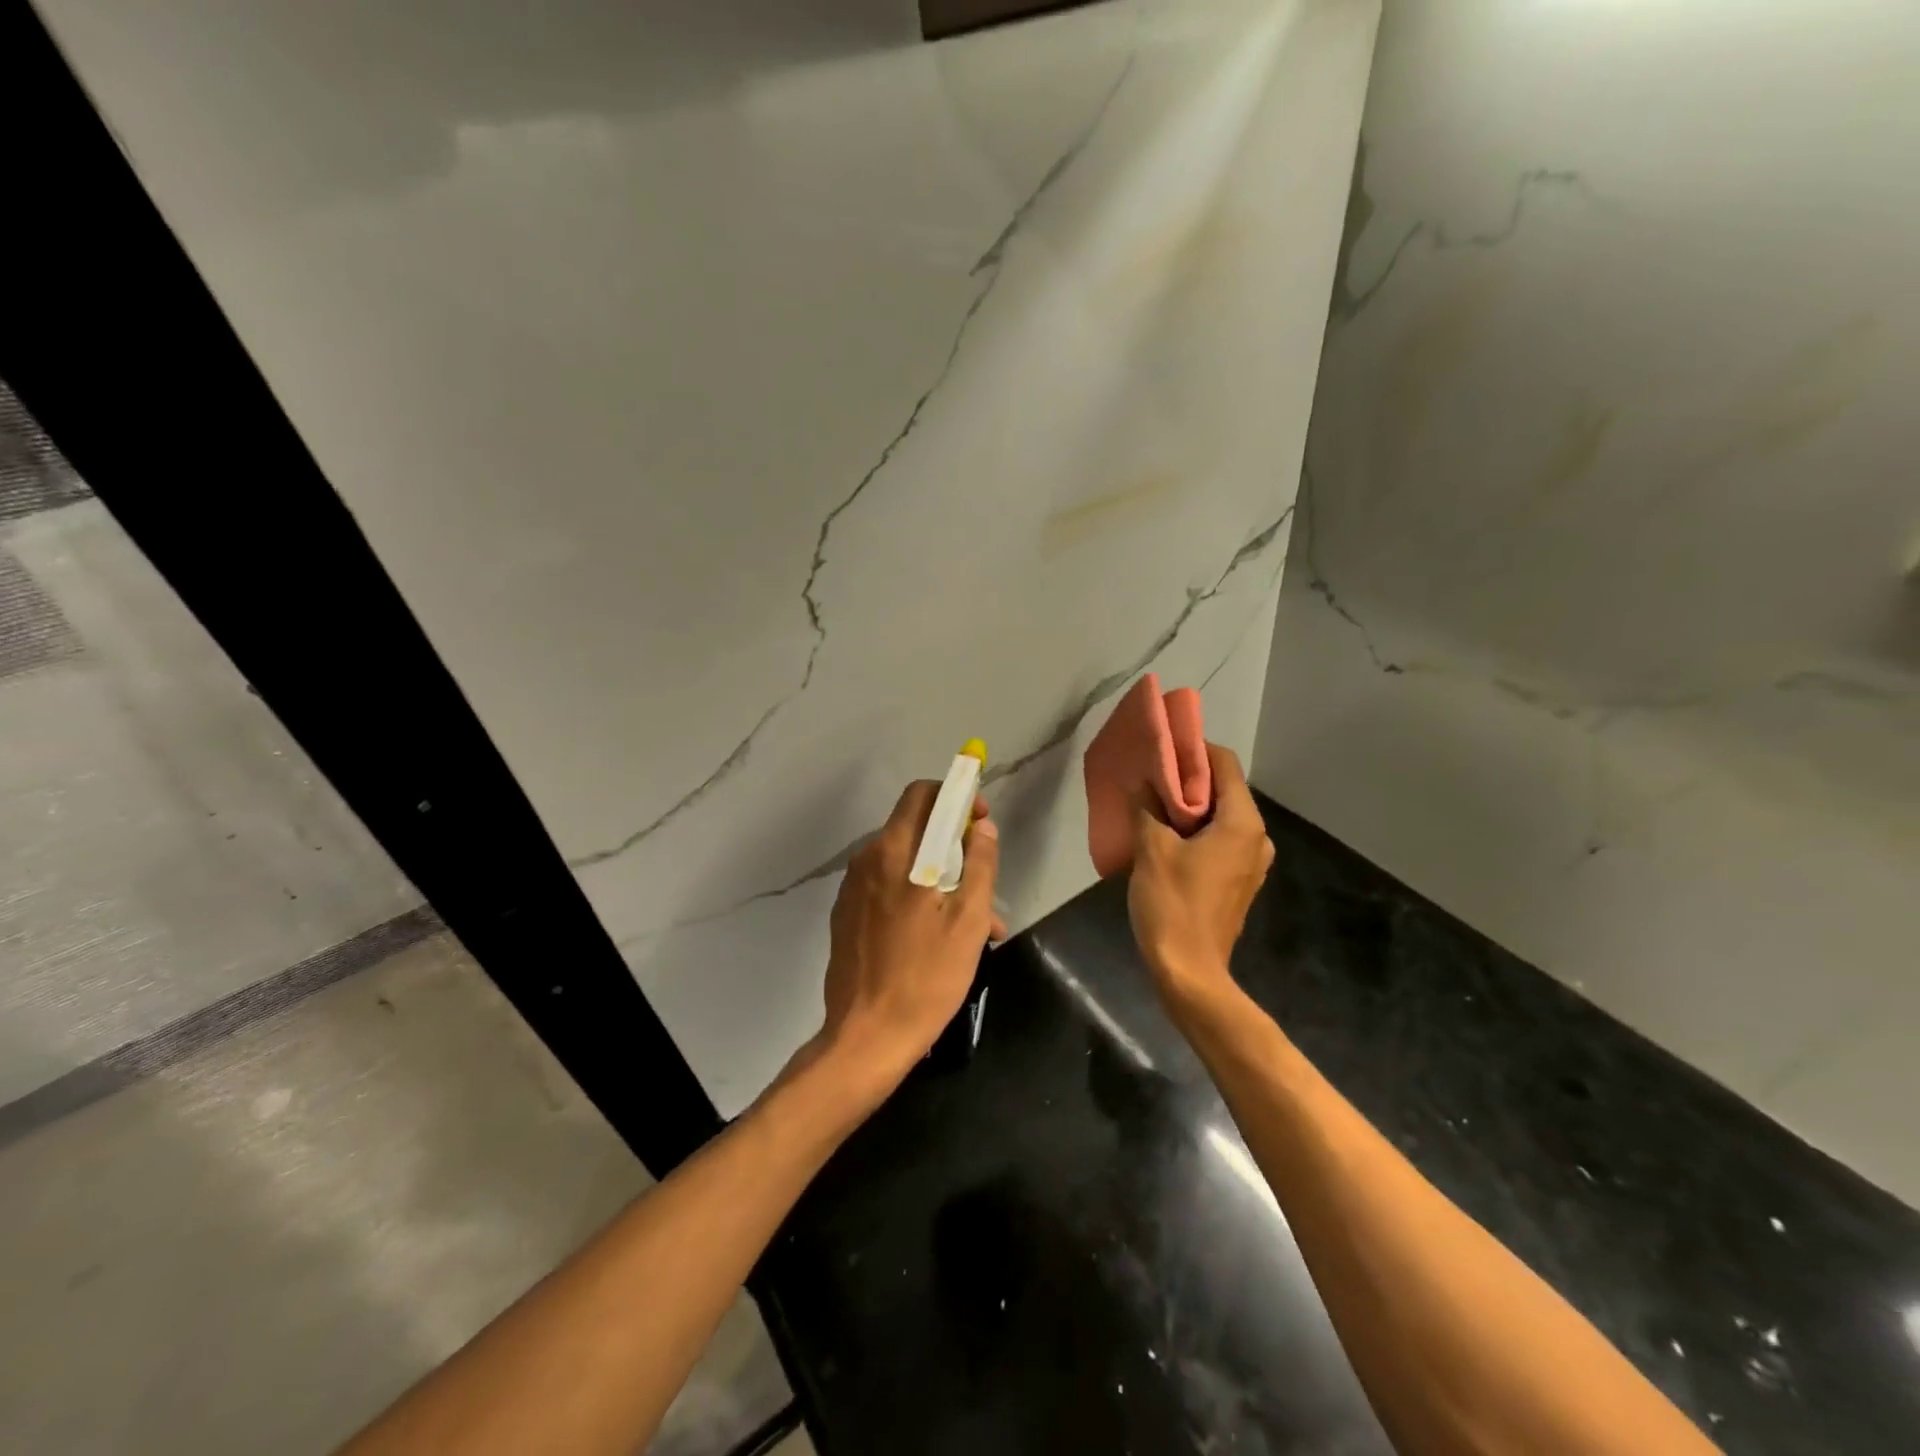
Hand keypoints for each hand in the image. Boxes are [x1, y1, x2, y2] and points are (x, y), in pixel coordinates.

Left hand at [815, 780, 1003, 1095]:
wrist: (866, 1037)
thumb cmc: (926, 977)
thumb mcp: (969, 921)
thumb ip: (980, 865)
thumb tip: (982, 828)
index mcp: (894, 852)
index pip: (922, 795)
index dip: (955, 796)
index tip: (980, 821)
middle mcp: (867, 860)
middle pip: (914, 828)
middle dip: (953, 842)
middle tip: (982, 876)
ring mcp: (851, 889)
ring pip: (904, 863)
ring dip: (940, 876)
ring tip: (974, 922)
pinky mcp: (846, 916)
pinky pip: (887, 889)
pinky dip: (916, 896)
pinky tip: (939, 936)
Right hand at [1127, 743, 1273, 1012]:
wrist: (1189, 972)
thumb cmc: (1172, 903)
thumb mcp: (1151, 849)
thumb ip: (1146, 807)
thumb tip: (1140, 780)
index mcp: (1242, 822)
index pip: (1224, 764)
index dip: (1193, 749)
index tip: (1161, 746)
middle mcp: (1256, 837)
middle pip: (1223, 789)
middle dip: (1187, 778)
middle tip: (1149, 773)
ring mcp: (1250, 862)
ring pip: (1220, 816)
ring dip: (1188, 806)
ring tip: (1151, 801)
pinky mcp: (1237, 880)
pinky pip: (1218, 840)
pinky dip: (1194, 830)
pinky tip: (1163, 834)